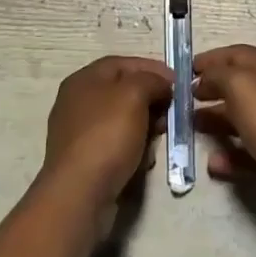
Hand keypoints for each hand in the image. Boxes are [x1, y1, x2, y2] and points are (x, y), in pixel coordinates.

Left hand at [41, 56, 174, 220]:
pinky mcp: (86, 160)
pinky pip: (117, 145)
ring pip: (123, 120)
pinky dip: (134, 149)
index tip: (178, 82)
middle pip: (124, 92)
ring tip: (159, 139)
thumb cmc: (107, 135)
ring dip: (146, 127)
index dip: (152, 69)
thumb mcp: (134, 95)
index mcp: (84, 79)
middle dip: (152, 100)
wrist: (80, 193)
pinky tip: (144, 161)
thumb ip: (151, 80)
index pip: (123, 63)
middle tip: (172, 113)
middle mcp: (78, 102)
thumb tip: (161, 84)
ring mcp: (80, 133)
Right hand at [193, 45, 255, 225]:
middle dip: (210, 91)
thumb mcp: (240, 85)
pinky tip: (213, 164)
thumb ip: (217, 74)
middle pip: (238, 86)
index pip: (235, 54)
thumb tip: (204, 77)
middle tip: (182, 102)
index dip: (209, 59)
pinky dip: (231, 156)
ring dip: (216, 122)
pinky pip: (251, 152)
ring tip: (191, 129)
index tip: (182, 71)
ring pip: (243, 119)